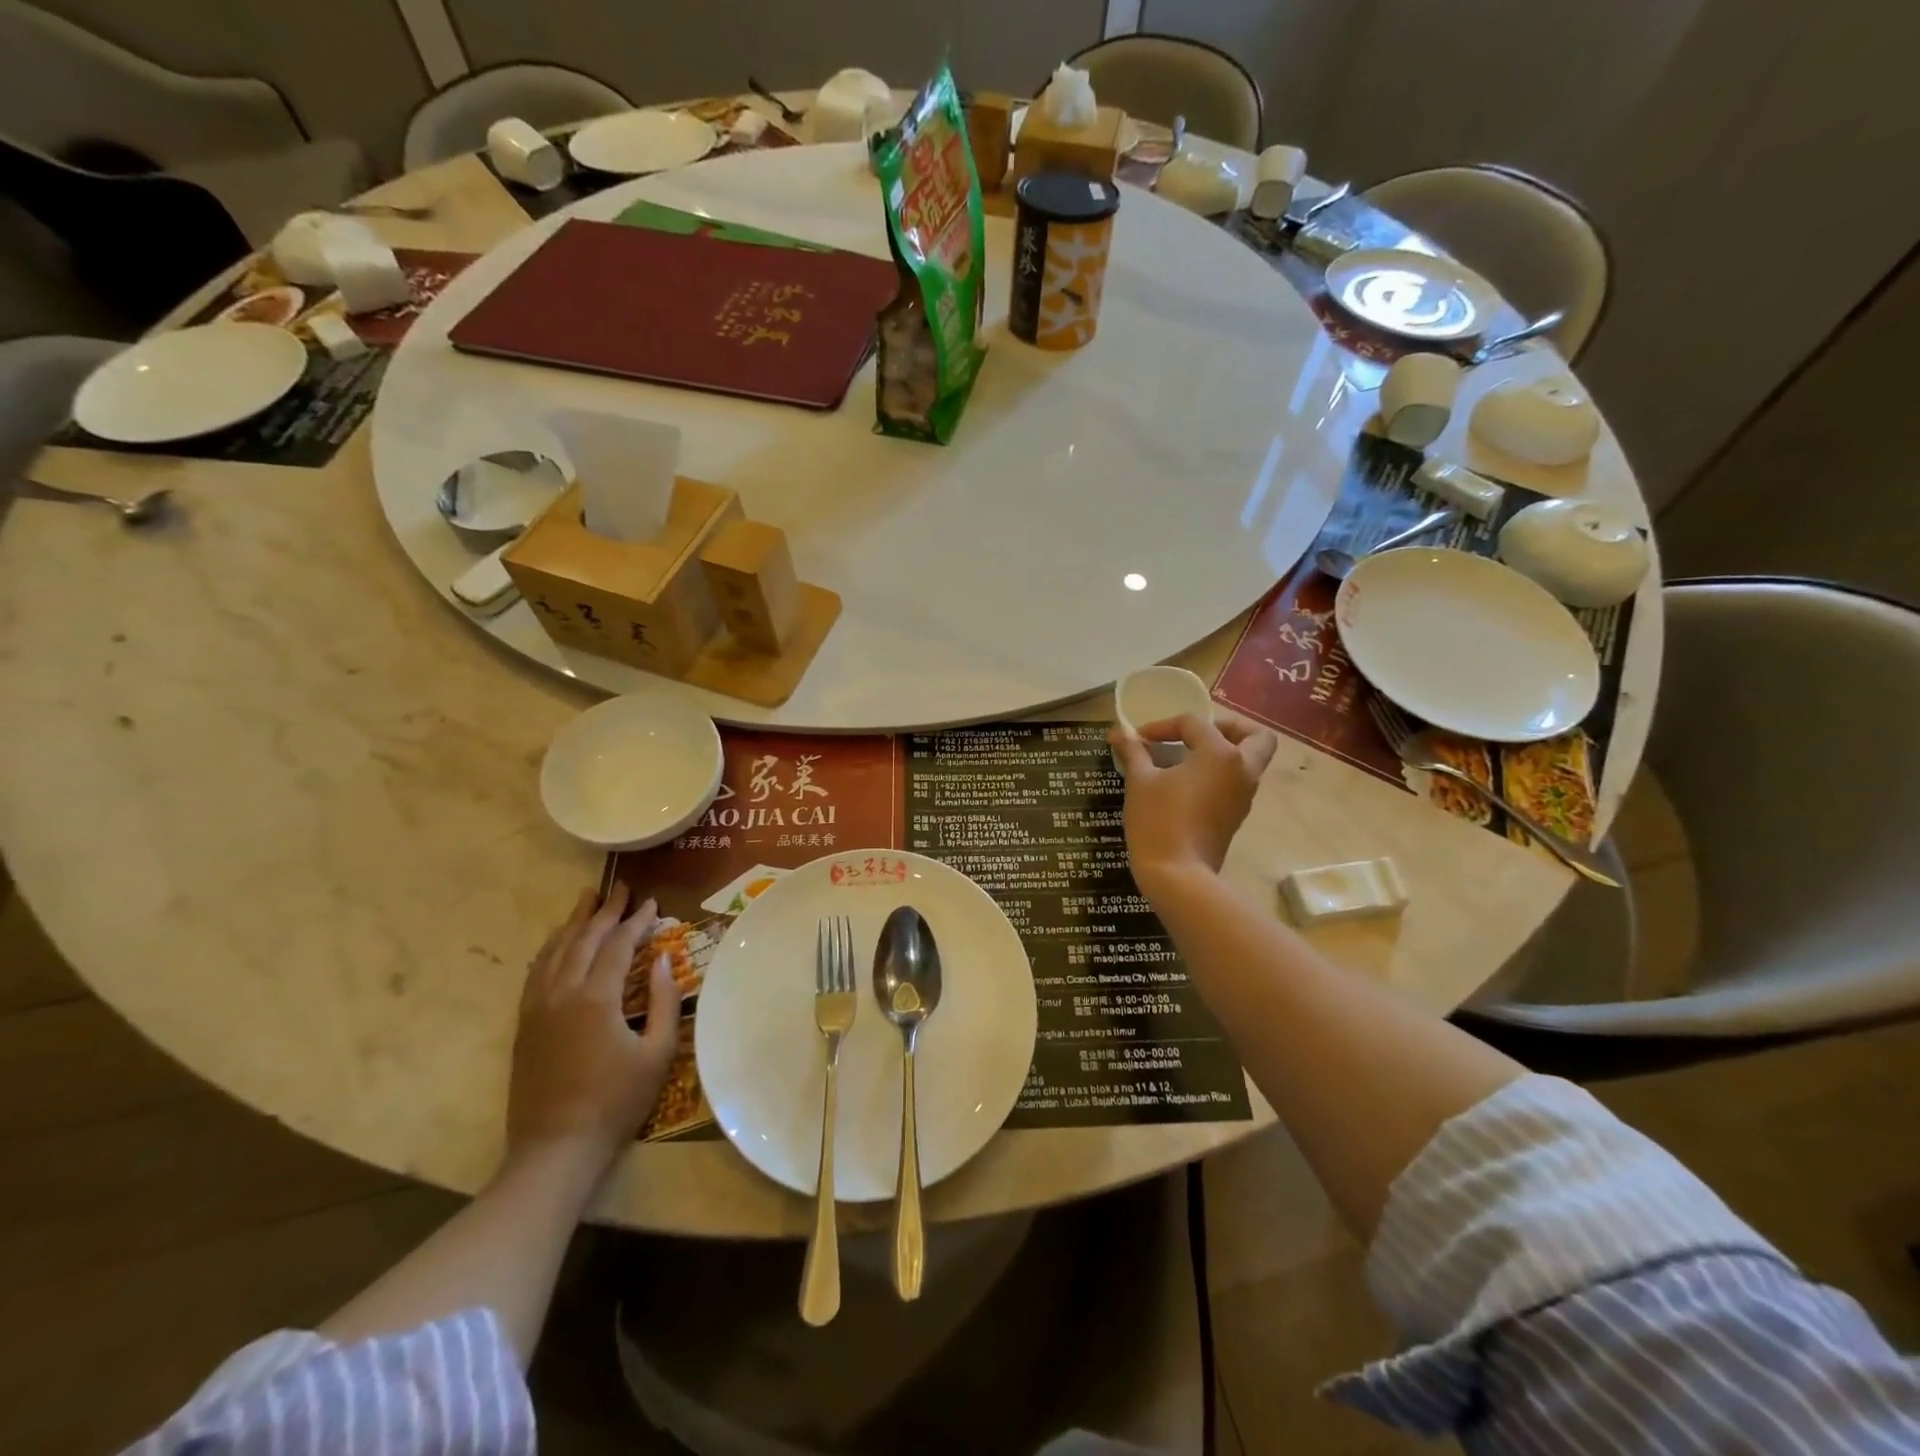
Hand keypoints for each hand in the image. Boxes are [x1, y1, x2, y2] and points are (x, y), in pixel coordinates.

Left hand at [506, 884, 682, 1173]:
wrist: (556, 1149)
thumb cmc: (616, 1102)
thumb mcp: (657, 1053)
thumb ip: (664, 1001)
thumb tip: (663, 960)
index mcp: (596, 998)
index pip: (618, 945)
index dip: (637, 921)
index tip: (652, 903)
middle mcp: (562, 993)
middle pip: (583, 939)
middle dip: (605, 911)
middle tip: (621, 887)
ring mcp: (537, 1008)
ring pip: (554, 950)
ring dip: (573, 922)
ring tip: (587, 898)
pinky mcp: (524, 1024)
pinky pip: (536, 972)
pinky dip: (550, 949)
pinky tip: (557, 942)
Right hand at [1110, 714, 1277, 891]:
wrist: (1178, 876)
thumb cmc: (1158, 821)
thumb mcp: (1139, 782)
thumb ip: (1133, 752)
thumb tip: (1118, 732)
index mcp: (1221, 754)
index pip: (1194, 724)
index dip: (1162, 726)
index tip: (1138, 739)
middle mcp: (1242, 770)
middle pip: (1255, 736)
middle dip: (1229, 727)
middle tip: (1197, 735)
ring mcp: (1243, 796)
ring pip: (1249, 761)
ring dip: (1223, 752)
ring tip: (1185, 758)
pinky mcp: (1236, 816)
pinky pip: (1236, 782)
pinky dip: (1218, 774)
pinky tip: (1186, 782)